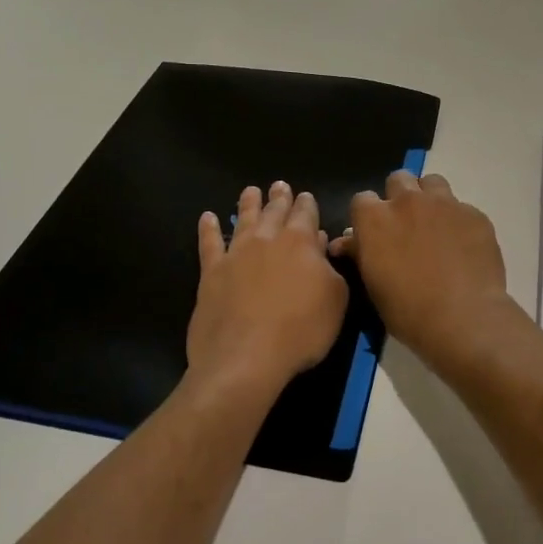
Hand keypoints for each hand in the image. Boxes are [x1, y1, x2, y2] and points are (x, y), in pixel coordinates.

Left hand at [186, 182, 348, 399]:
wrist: (245, 358)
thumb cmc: (300, 331)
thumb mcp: (335, 300)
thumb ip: (330, 269)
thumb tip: (320, 245)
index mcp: (300, 243)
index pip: (306, 214)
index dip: (307, 204)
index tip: (306, 196)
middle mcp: (267, 240)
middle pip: (274, 212)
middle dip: (279, 198)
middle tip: (279, 186)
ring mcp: (236, 254)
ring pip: (243, 219)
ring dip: (248, 204)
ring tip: (250, 191)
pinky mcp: (211, 273)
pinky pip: (209, 243)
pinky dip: (208, 229)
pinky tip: (207, 218)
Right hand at [329, 172, 517, 368]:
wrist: (464, 319)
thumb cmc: (408, 310)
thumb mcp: (373, 285)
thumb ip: (360, 253)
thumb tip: (345, 241)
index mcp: (375, 219)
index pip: (361, 199)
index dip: (367, 216)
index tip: (374, 234)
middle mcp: (408, 201)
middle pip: (398, 179)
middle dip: (399, 197)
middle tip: (406, 225)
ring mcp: (445, 204)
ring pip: (432, 183)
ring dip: (429, 198)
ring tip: (435, 226)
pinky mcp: (475, 214)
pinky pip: (462, 208)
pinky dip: (458, 221)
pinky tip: (463, 246)